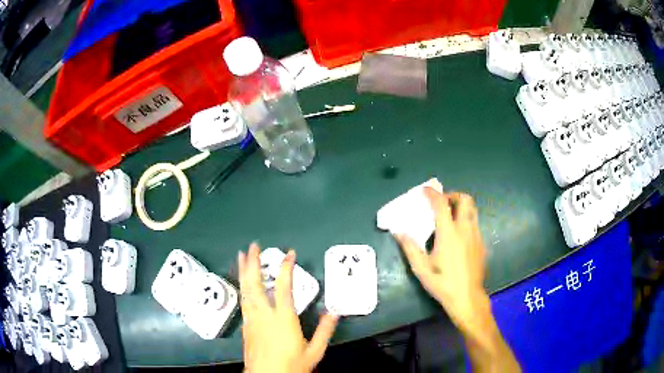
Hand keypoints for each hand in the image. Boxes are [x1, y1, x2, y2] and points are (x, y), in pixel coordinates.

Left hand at [238, 244, 338, 372]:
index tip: (289, 253)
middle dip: (254, 263)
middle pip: (255, 284)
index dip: (286, 268)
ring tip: (241, 256)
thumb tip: (334, 311)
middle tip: (253, 246)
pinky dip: (242, 286)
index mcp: (283, 319)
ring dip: (243, 271)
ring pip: (245, 290)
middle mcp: (263, 314)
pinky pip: (243, 300)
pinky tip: (242, 283)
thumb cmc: (291, 365)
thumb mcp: (314, 351)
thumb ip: (324, 330)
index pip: (284, 287)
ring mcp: (251, 319)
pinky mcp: (245, 326)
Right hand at [394, 184, 488, 334]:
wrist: (467, 298)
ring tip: (449, 218)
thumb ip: (410, 248)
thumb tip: (398, 232)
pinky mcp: (481, 243)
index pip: (441, 204)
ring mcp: (476, 235)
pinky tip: (457, 236)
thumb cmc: (443, 283)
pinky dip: (465, 220)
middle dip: (453, 196)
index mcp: (449, 233)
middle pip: (465, 199)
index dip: (432, 194)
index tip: (424, 190)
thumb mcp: (421, 268)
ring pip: (472, 210)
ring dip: (460, 207)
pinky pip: (474, 223)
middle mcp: (465, 229)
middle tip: (441, 205)